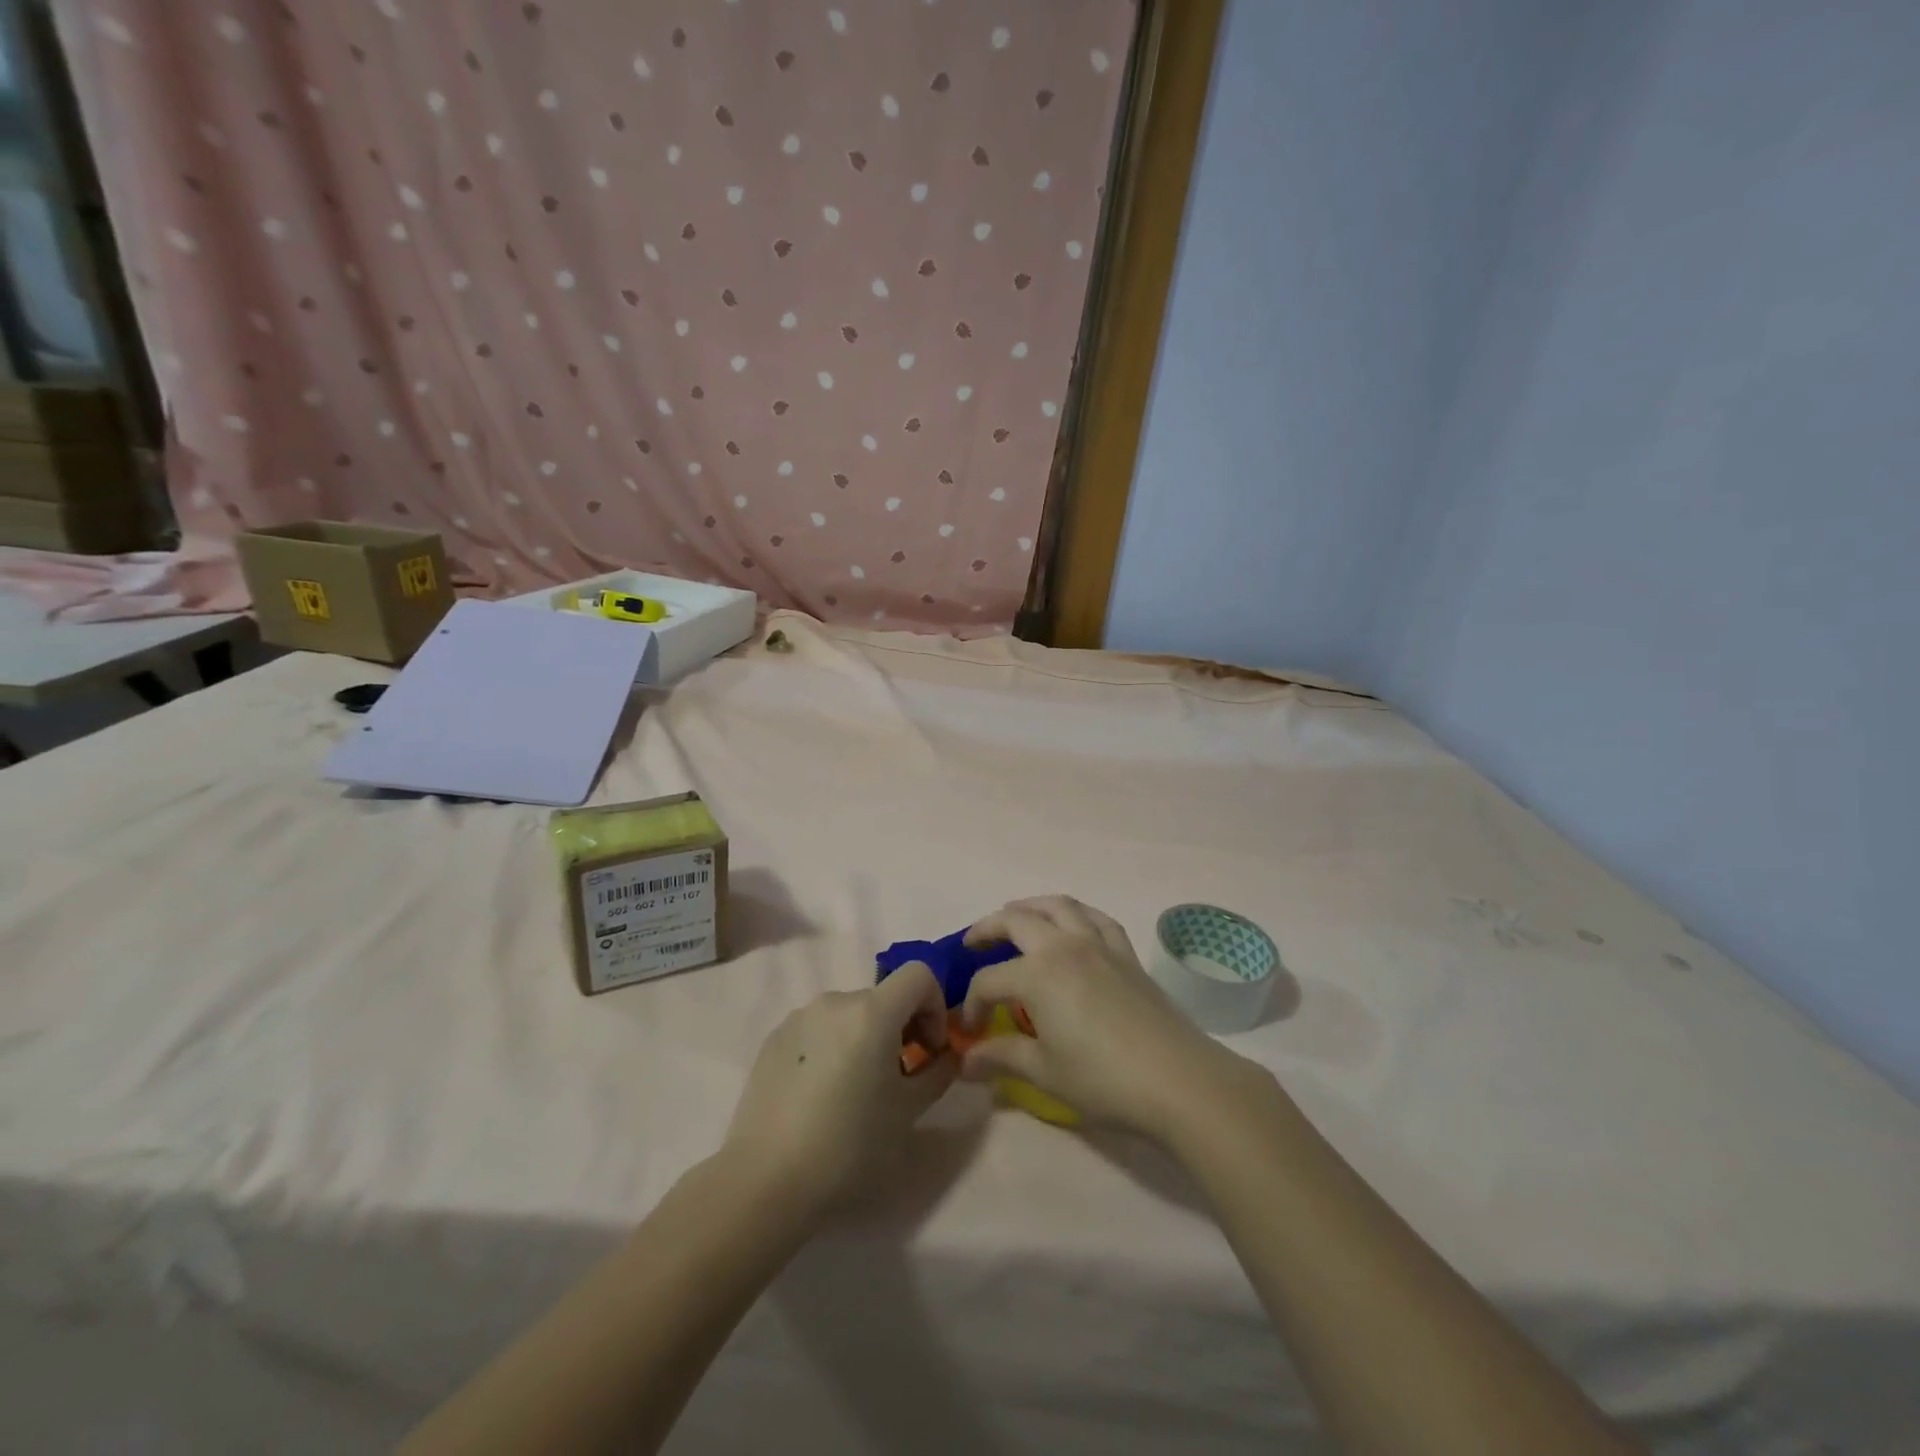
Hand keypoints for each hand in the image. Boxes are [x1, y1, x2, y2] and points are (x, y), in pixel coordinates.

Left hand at [723, 964, 957, 1216]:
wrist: (766, 1181)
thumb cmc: (849, 1146)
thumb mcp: (908, 1113)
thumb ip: (937, 1073)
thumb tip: (946, 1055)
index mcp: (872, 1011)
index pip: (919, 974)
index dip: (934, 1005)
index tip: (930, 1050)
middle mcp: (835, 1001)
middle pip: (883, 997)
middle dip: (901, 1027)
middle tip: (898, 1078)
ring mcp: (799, 1017)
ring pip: (849, 1013)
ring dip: (866, 1037)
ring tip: (857, 1089)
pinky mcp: (774, 1038)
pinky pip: (818, 1029)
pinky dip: (833, 1046)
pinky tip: (821, 1095)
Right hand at [958, 896, 1262, 1142]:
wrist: (1177, 1080)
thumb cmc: (1103, 1079)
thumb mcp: (1044, 1072)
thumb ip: (1001, 1057)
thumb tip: (964, 1062)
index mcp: (1037, 974)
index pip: (989, 980)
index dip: (973, 1004)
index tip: (970, 1031)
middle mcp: (1064, 946)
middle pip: (1016, 921)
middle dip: (988, 929)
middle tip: (972, 944)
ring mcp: (1098, 944)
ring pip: (1058, 906)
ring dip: (1030, 906)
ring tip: (1015, 917)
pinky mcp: (1126, 953)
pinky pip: (1096, 918)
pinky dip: (1076, 914)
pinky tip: (1071, 925)